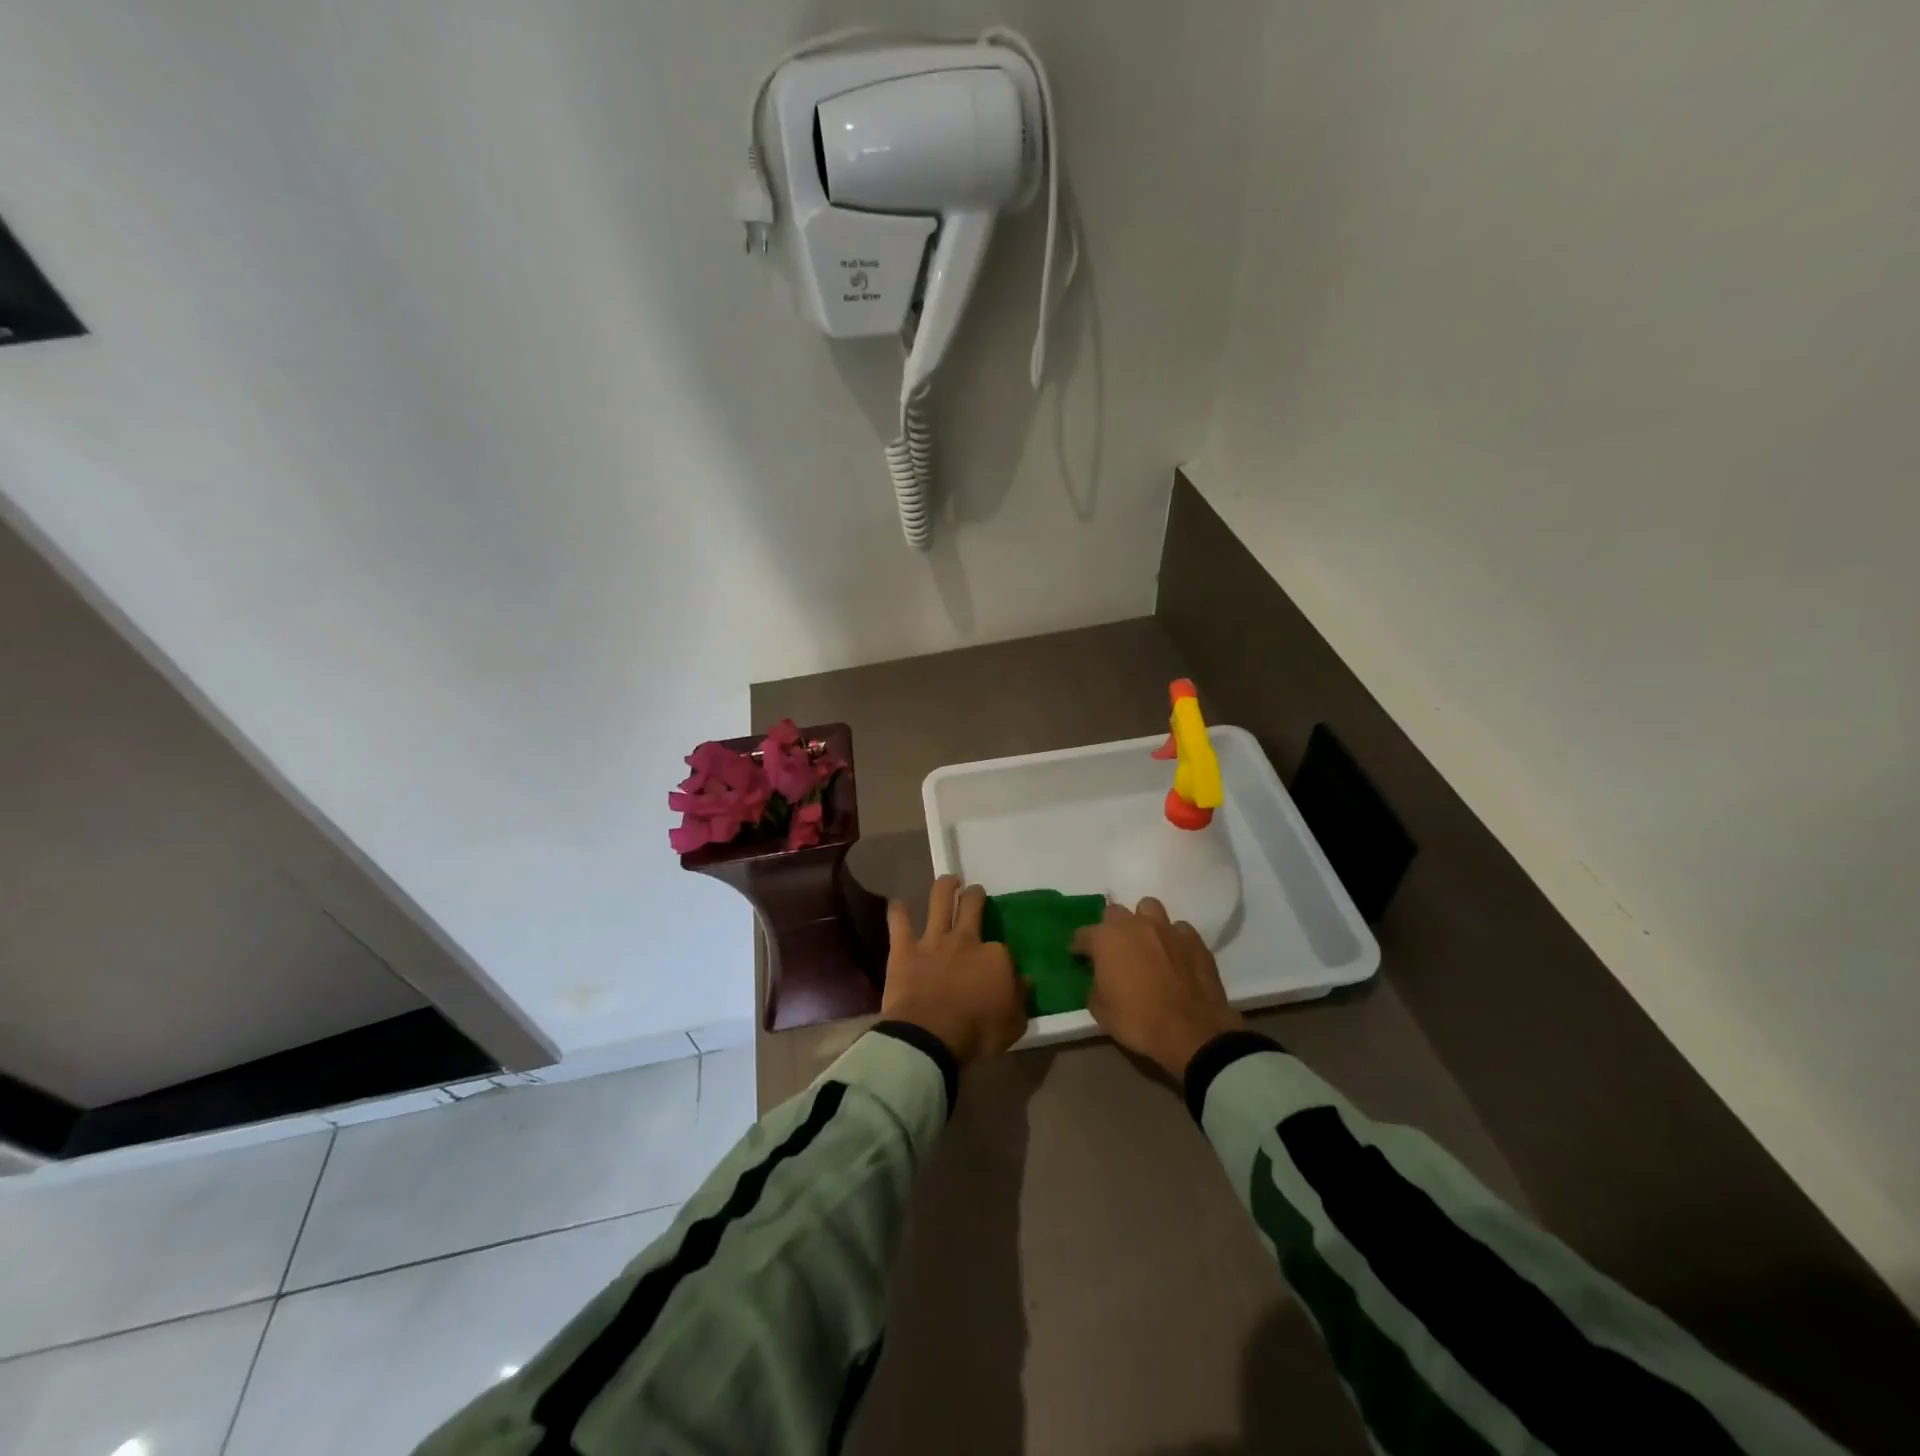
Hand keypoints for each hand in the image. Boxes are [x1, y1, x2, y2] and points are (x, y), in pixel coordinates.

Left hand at [881, 876, 1028, 1065]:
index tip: (999, 962)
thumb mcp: (1014, 1023)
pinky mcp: (904, 949)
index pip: (1003, 948)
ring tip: (948, 880)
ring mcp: (933, 941)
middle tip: (975, 891)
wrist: (930, 1037)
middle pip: (972, 906)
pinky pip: (899, 923)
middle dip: (975, 896)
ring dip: (944, 887)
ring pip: (939, 901)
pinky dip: (898, 912)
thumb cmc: (977, 1034)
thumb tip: (1026, 981)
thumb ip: (1021, 998)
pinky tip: (897, 904)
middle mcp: (966, 940)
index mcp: (995, 957)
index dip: (1001, 954)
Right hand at [1071, 898, 1244, 1078]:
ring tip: (1146, 943)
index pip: (1082, 934)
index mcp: (1106, 938)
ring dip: (1143, 922)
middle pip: (1115, 913)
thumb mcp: (1100, 1010)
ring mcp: (1167, 928)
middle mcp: (1135, 924)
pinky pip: (1178, 929)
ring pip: (1149, 908)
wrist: (1191, 1032)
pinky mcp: (1194, 940)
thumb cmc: (1138, 1020)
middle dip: (1111, 929)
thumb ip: (1094, 986)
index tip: (1078, 958)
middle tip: (1114, 951)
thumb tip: (1098, 979)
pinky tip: (1175, 956)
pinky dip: (1173, 939)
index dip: (1078, 947)